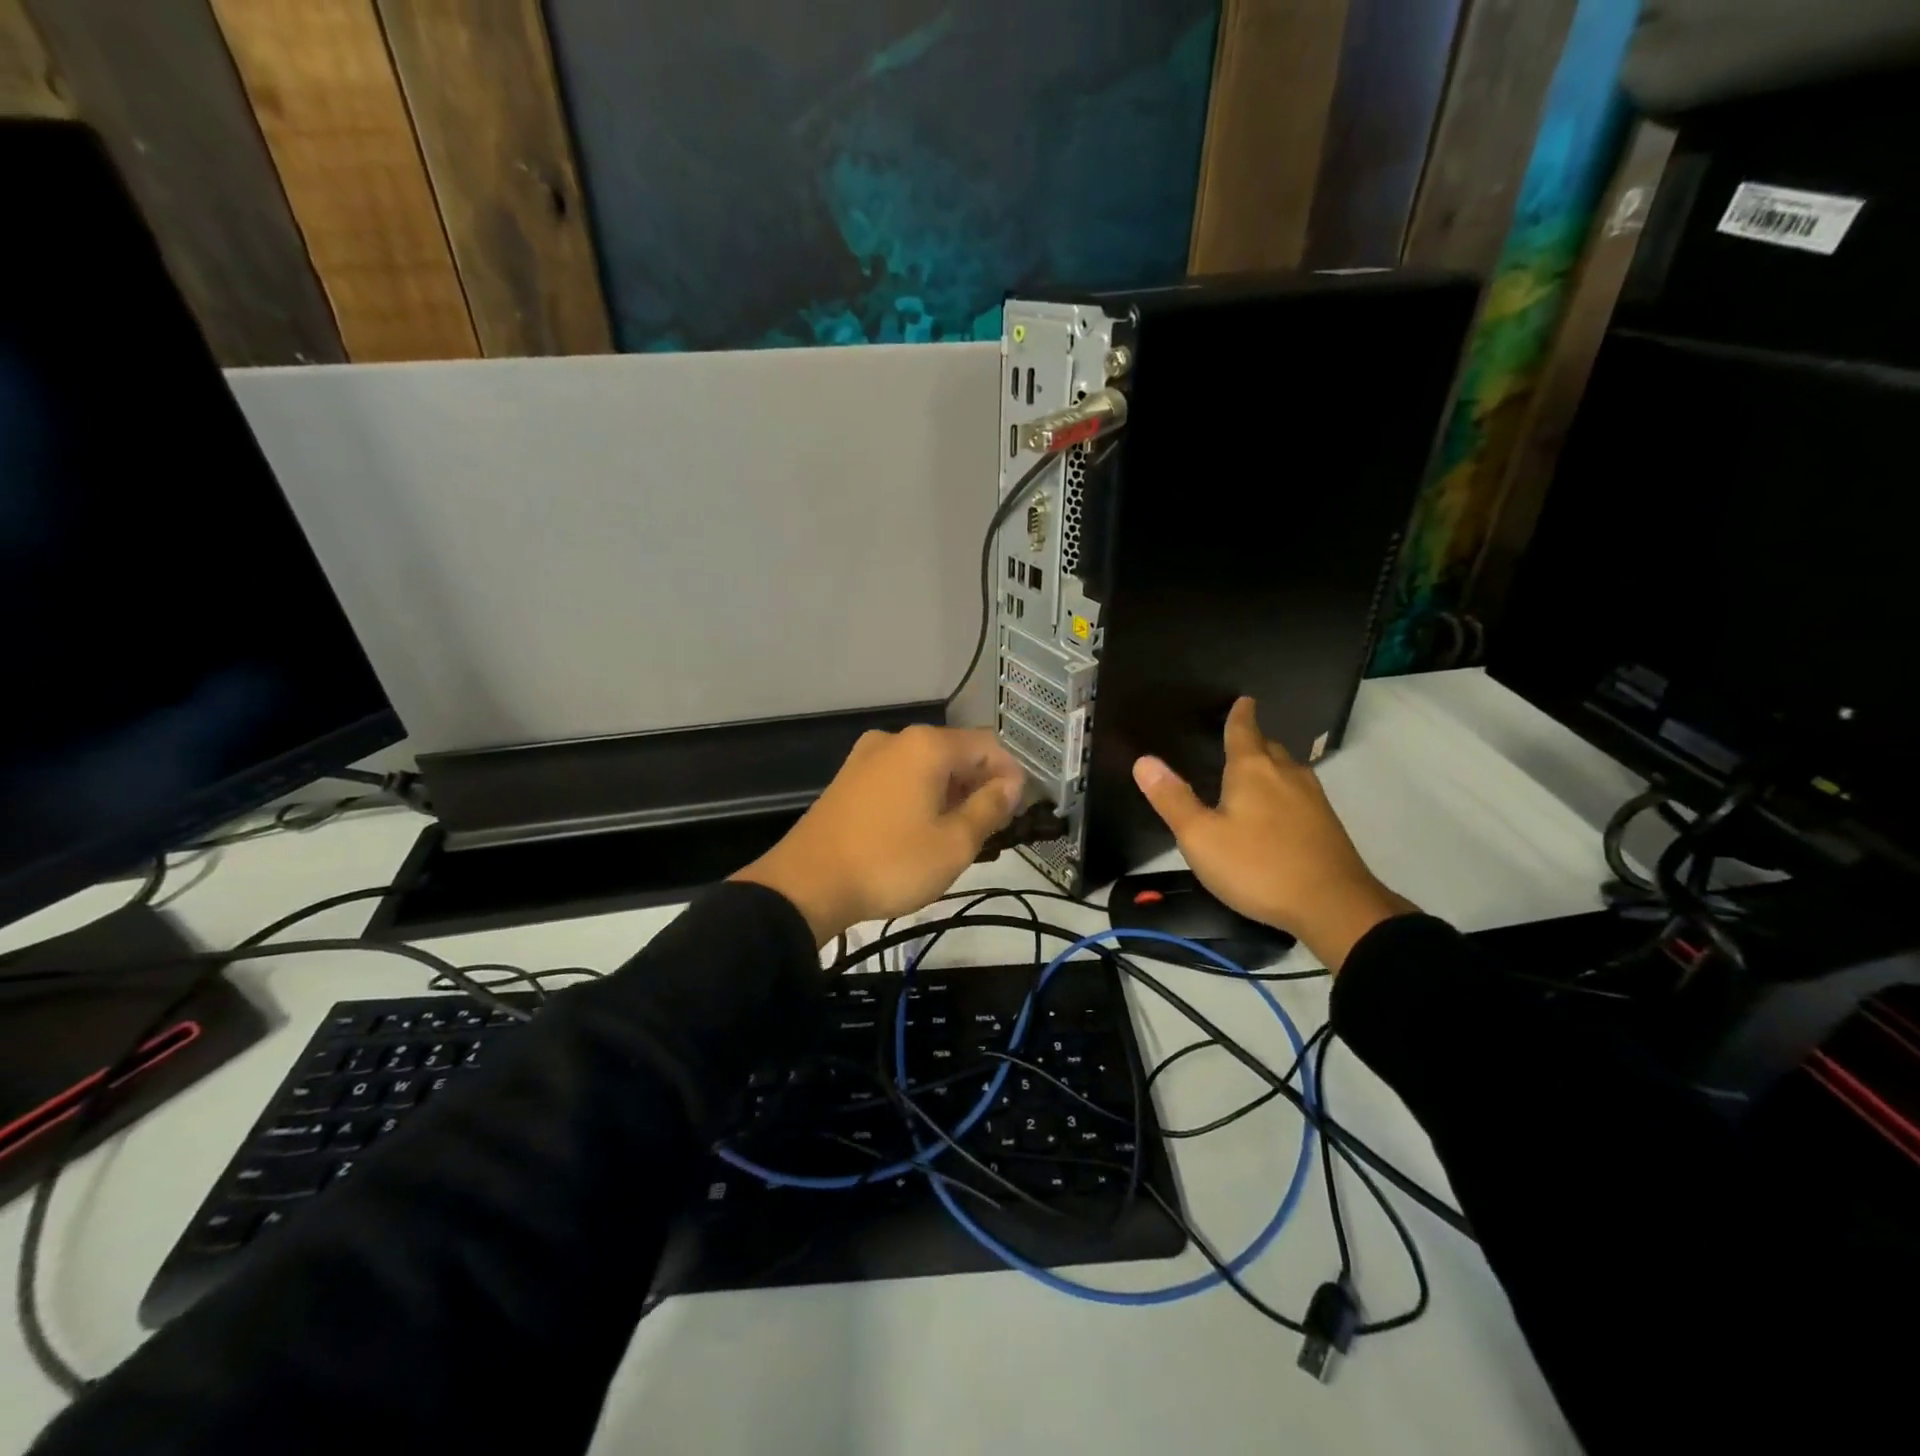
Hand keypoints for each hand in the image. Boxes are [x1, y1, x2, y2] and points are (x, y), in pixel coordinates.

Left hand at [732, 725, 1025, 946]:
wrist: (806, 885)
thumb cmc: (890, 863)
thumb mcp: (954, 843)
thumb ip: (990, 808)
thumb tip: (1012, 784)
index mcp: (927, 746)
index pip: (988, 746)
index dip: (1011, 776)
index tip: (1017, 814)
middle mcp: (896, 739)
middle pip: (956, 754)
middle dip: (979, 787)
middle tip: (989, 832)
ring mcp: (867, 757)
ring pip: (927, 768)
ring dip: (950, 795)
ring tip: (957, 838)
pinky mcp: (849, 779)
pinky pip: (900, 778)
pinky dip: (921, 798)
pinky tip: (920, 832)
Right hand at [1131, 697, 1415, 971]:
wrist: (1333, 906)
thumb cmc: (1257, 866)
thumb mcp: (1201, 837)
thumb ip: (1172, 799)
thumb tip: (1144, 761)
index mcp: (1252, 770)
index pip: (1244, 730)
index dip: (1240, 714)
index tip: (1244, 699)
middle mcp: (1286, 775)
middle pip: (1269, 747)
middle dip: (1254, 740)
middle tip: (1239, 738)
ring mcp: (1312, 799)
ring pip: (1288, 770)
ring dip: (1271, 765)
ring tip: (1254, 771)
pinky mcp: (1326, 825)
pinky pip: (1300, 793)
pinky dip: (1284, 791)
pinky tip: (1278, 810)